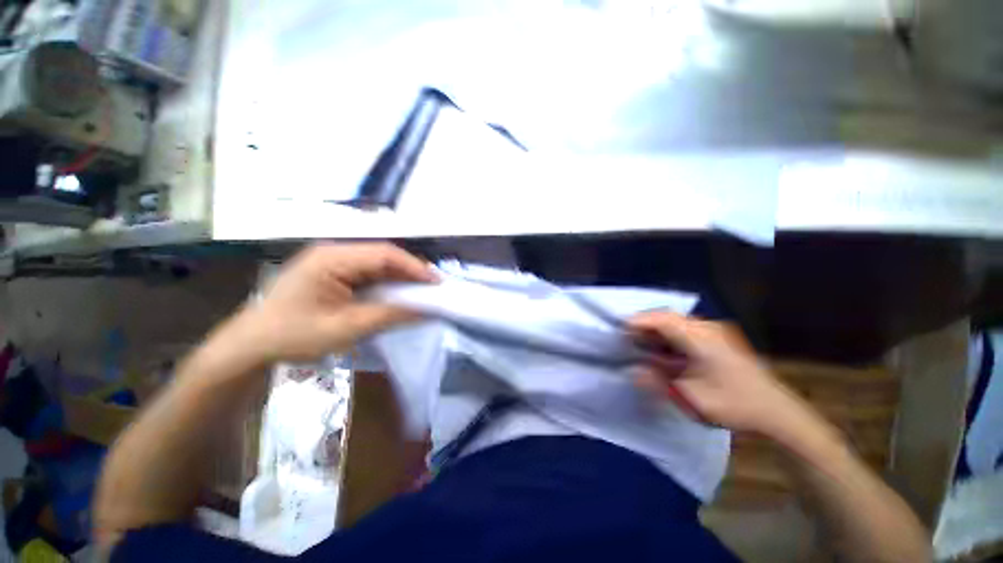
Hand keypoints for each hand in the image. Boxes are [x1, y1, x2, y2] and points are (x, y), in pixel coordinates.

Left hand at [229, 243, 436, 363]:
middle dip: (410, 271)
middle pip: (383, 256)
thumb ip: (390, 316)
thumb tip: (426, 311)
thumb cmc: (294, 336)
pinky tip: (397, 294)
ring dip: (400, 277)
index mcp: (332, 259)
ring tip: (421, 291)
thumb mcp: (347, 328)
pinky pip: (368, 272)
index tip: (437, 283)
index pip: (384, 255)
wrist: (252, 344)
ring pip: (378, 263)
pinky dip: (386, 283)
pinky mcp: (333, 271)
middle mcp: (333, 252)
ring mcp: (332, 261)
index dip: (414, 267)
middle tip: (433, 288)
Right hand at [628, 311, 807, 434]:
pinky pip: (687, 328)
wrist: (777, 412)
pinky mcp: (720, 338)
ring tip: (641, 341)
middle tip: (628, 336)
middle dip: (646, 324)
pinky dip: (670, 334)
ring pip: (677, 321)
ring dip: (657, 329)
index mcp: (701, 339)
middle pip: (669, 316)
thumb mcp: (691, 399)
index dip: (639, 321)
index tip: (620, 328)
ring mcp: (716, 331)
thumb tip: (634, 370)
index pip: (663, 320)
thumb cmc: (733, 406)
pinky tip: (664, 347)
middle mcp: (708, 328)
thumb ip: (659, 382)